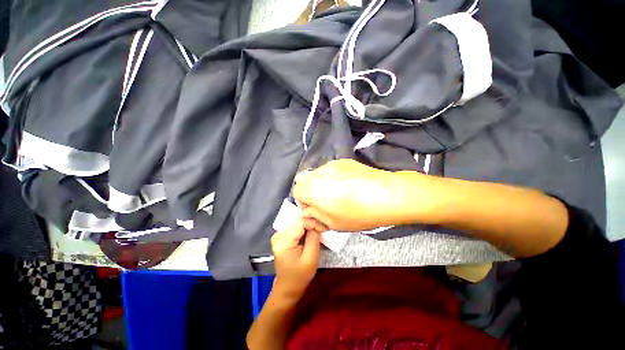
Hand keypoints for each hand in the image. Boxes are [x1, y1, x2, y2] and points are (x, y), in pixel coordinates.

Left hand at [271, 218, 320, 299]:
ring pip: (296, 222)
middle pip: (297, 221)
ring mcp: (278, 235)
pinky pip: (293, 226)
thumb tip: (316, 223)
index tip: (323, 228)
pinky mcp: (280, 236)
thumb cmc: (300, 275)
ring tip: (317, 230)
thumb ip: (313, 238)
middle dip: (311, 223)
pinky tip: (309, 233)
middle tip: (321, 229)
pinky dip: (303, 228)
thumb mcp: (311, 258)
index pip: (300, 223)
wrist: (288, 286)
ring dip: (307, 225)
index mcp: (283, 243)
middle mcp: (278, 236)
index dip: (313, 223)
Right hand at [293, 159, 429, 231]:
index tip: (314, 210)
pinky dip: (332, 177)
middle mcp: (318, 172)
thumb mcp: (332, 223)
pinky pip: (331, 170)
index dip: (303, 203)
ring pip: (318, 174)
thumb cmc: (357, 213)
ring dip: (321, 184)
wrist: (386, 194)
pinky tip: (347, 185)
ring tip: (338, 193)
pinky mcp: (344, 161)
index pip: (296, 192)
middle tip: (323, 202)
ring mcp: (332, 164)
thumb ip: (314, 217)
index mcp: (311, 188)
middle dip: (309, 191)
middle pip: (304, 180)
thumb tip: (307, 213)